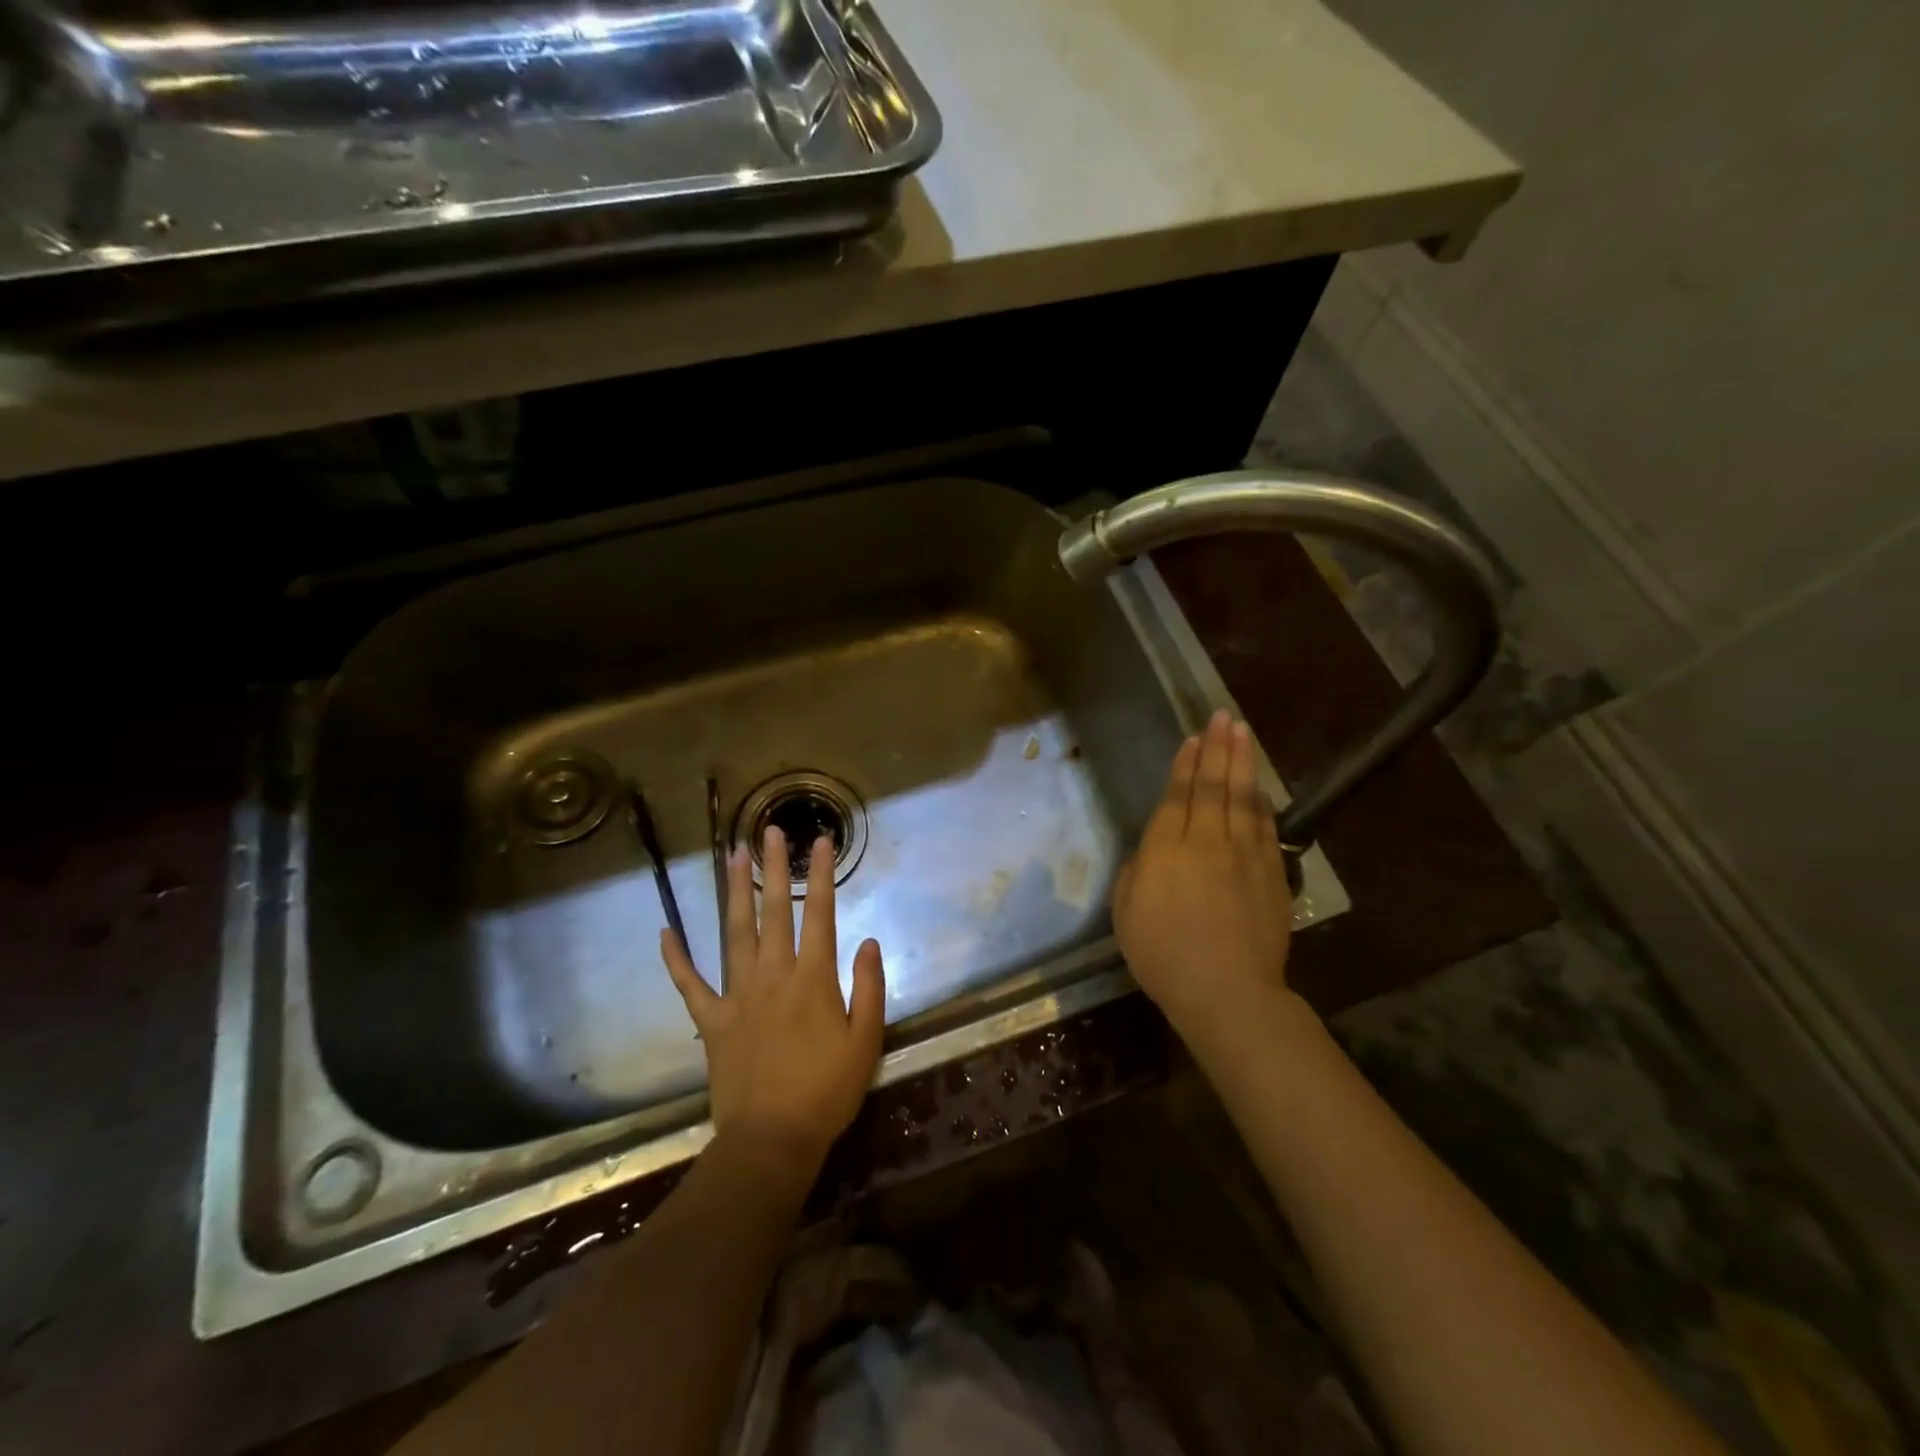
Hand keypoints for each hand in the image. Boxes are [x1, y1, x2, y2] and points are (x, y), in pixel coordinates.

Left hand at [662, 826, 885, 1178]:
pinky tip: (665, 932)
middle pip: (773, 911)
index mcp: (812, 979)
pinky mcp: (713, 1021)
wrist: (772, 1140)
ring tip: (732, 856)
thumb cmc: (826, 1092)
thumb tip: (868, 941)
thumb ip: (870, 988)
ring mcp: (738, 995)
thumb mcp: (865, 1042)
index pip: (819, 914)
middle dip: (773, 868)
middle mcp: (773, 975)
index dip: (821, 875)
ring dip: (733, 892)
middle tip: (769, 832)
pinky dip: (676, 958)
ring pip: (734, 933)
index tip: (821, 842)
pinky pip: (690, 984)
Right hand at [1112, 711, 1294, 1045]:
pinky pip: (1266, 826)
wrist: (1227, 992)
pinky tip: (1260, 785)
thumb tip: (1152, 849)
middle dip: (1217, 748)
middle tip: (1223, 716)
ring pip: (1243, 798)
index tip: (1194, 738)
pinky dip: (1262, 801)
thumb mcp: (1126, 913)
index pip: (1177, 795)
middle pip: (1213, 786)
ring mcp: (1244, 855)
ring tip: (1242, 732)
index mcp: (1166, 850)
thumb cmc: (1164, 956)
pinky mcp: (1271, 873)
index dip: (1185, 764)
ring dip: (1242, 762)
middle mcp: (1206, 841)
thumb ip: (1138, 871)